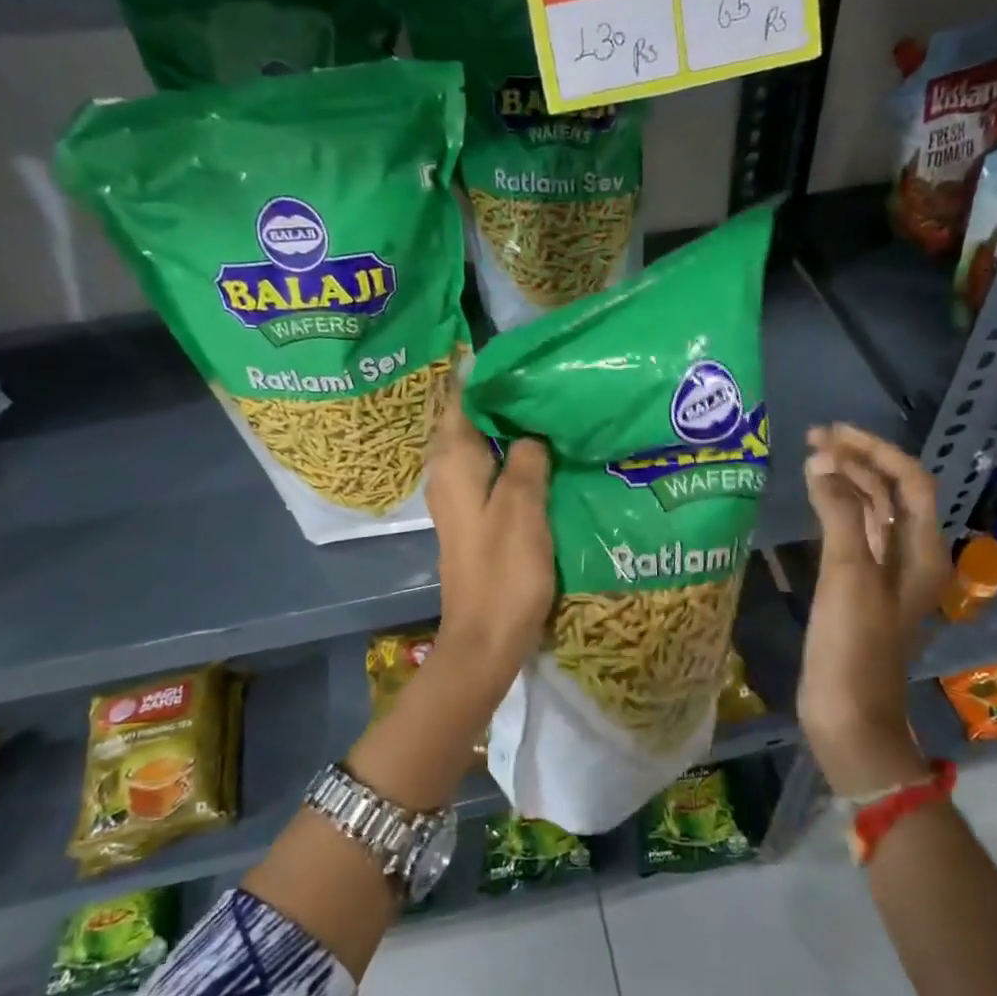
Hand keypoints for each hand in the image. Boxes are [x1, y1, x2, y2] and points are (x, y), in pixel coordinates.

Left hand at [425, 395, 554, 689]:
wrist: (486, 639)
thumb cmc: (503, 572)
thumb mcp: (522, 508)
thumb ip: (526, 461)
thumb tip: (530, 432)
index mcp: (453, 464)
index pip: (461, 399)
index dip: (486, 375)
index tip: (522, 357)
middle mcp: (448, 475)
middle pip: (470, 422)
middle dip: (502, 400)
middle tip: (546, 381)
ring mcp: (459, 499)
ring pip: (481, 448)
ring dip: (508, 430)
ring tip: (549, 411)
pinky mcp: (473, 520)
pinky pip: (489, 474)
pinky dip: (510, 459)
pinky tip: (541, 459)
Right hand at [798, 424, 948, 796]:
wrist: (849, 715)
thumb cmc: (853, 645)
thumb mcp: (849, 574)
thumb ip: (840, 514)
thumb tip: (822, 464)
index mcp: (921, 551)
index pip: (909, 481)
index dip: (874, 451)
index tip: (832, 434)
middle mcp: (910, 557)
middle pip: (890, 494)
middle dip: (856, 462)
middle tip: (813, 440)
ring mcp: (884, 576)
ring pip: (871, 515)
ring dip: (845, 485)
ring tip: (809, 462)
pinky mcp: (859, 592)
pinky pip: (853, 538)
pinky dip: (835, 514)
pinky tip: (813, 505)